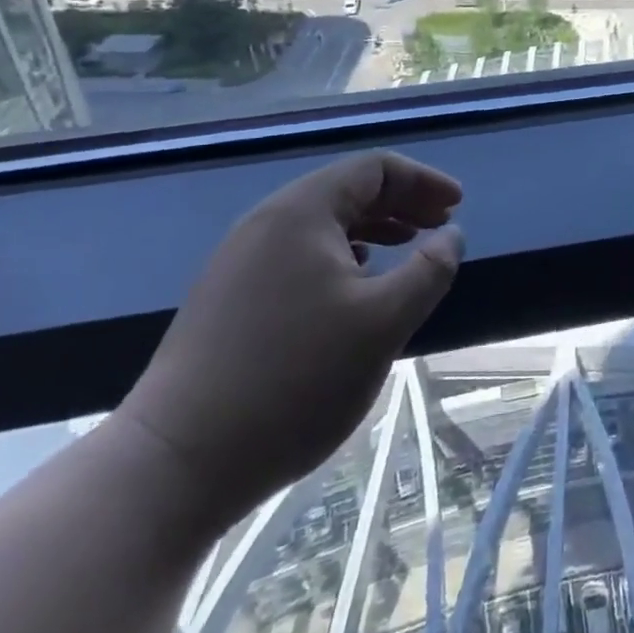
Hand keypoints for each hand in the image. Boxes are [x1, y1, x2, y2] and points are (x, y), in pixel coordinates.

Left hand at [116, 151, 464, 525]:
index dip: (422, 181)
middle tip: (439, 226)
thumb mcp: (382, 323)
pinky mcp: (227, 296)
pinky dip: (339, 254)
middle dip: (400, 203)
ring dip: (372, 228)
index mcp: (302, 211)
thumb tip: (451, 235)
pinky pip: (297, 253)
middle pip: (346, 190)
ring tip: (405, 250)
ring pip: (320, 224)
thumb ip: (428, 271)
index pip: (374, 169)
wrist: (176, 463)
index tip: (457, 206)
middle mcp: (266, 222)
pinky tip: (353, 285)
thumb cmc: (294, 380)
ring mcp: (240, 259)